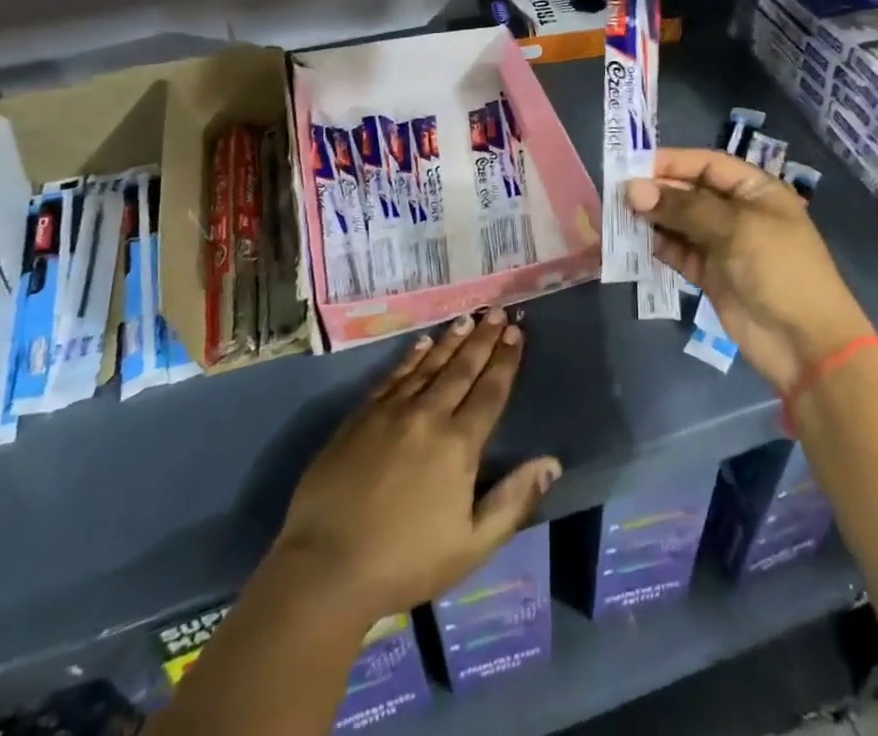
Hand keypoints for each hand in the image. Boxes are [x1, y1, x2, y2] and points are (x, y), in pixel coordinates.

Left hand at [267, 309, 561, 622]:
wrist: (326, 566)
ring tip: (467, 319)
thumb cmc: (406, 562)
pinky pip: (393, 376)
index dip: (505, 361)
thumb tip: (551, 463)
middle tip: (497, 312)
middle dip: (483, 339)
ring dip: (450, 340)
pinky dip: (411, 357)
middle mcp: (428, 416)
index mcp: (459, 445)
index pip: (490, 392)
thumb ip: (513, 501)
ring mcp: (391, 411)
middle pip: (462, 369)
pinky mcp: (361, 415)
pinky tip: (421, 344)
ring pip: (428, 365)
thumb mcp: (472, 546)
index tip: (516, 333)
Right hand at [629, 147, 874, 392]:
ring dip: (653, 218)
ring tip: (618, 215)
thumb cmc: (779, 269)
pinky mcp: (711, 275)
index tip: (633, 165)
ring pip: (681, 222)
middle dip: (657, 190)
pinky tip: (633, 241)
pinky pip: (679, 252)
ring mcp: (724, 245)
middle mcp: (738, 212)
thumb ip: (683, 207)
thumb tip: (633, 190)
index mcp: (756, 190)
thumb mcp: (734, 228)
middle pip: (691, 191)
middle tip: (617, 192)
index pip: (708, 164)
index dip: (672, 161)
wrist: (805, 343)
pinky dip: (658, 246)